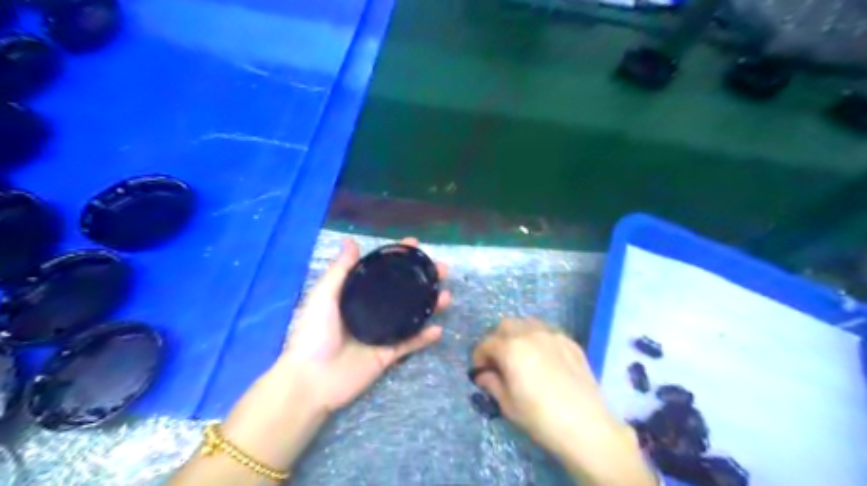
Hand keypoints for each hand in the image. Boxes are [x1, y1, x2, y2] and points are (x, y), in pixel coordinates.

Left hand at [214, 236, 450, 473]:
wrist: (311, 379)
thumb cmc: (314, 333)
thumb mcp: (323, 296)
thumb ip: (340, 270)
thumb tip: (351, 241)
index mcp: (357, 296)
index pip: (382, 271)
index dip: (398, 257)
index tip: (416, 245)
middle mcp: (372, 311)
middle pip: (403, 291)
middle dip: (424, 279)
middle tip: (442, 270)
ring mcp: (382, 333)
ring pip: (412, 315)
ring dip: (430, 305)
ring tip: (446, 296)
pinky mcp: (388, 355)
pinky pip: (410, 344)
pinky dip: (425, 338)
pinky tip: (438, 329)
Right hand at [472, 317, 652, 485]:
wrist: (586, 426)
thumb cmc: (540, 418)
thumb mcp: (508, 404)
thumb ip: (492, 383)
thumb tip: (484, 375)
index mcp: (511, 348)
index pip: (487, 343)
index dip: (479, 356)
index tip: (480, 370)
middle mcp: (530, 334)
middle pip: (506, 325)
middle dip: (497, 340)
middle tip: (498, 360)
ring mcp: (553, 335)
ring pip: (527, 324)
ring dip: (517, 335)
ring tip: (520, 355)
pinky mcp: (570, 342)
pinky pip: (547, 332)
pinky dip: (538, 339)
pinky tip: (543, 358)